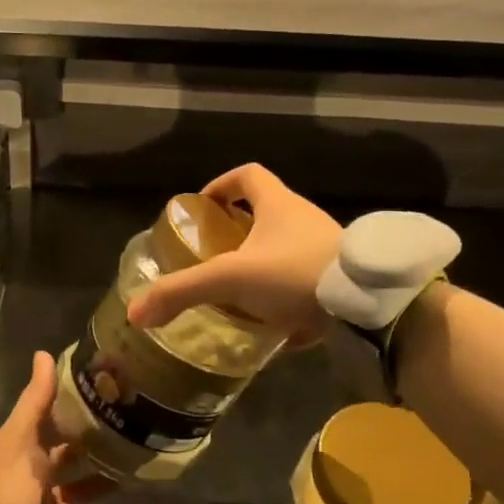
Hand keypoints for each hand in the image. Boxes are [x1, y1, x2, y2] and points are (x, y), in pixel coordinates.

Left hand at [0, 351, 155, 503]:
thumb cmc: (9, 490)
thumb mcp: (18, 440)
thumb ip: (35, 400)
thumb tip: (44, 354)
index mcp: (22, 455)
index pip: (47, 424)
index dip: (68, 407)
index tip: (100, 388)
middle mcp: (36, 482)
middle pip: (68, 458)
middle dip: (93, 442)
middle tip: (128, 422)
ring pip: (87, 493)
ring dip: (111, 481)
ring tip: (141, 461)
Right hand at [125, 164, 341, 340]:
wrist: (368, 303)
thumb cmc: (295, 273)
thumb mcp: (231, 279)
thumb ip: (183, 292)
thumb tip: (135, 313)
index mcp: (279, 205)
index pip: (248, 175)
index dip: (222, 185)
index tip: (203, 208)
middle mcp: (306, 219)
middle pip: (267, 213)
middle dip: (238, 233)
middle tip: (214, 257)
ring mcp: (327, 248)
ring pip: (288, 249)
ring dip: (264, 266)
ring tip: (239, 295)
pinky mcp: (341, 279)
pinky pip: (308, 282)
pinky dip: (288, 299)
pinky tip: (274, 328)